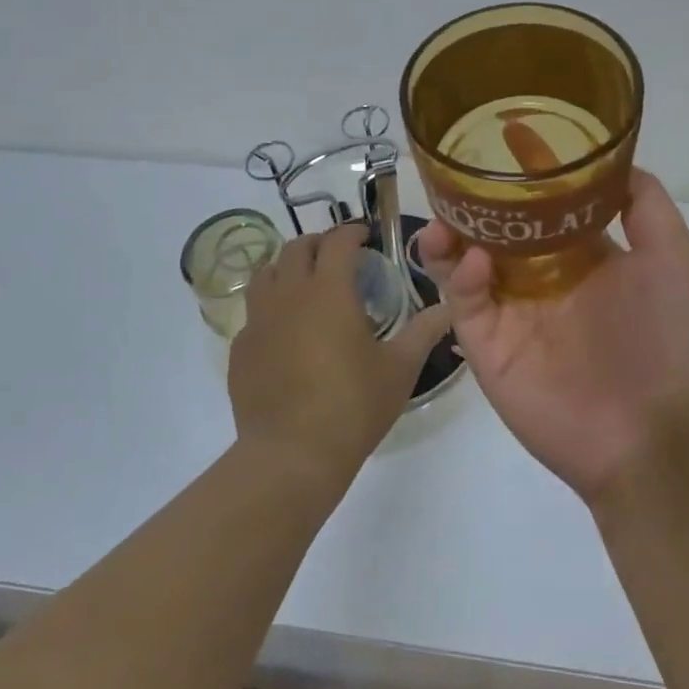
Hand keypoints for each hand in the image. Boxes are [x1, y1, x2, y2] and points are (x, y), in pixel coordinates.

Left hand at [229, 223, 450, 496]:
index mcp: (329, 290)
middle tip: (339, 257)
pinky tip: (285, 331)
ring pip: (267, 273)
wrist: (291, 456)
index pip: (338, 241)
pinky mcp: (240, 349)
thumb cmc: (352, 406)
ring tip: (307, 283)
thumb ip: (424, 331)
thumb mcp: (399, 368)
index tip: (367, 236)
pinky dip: (271, 307)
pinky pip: (254, 312)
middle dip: (320, 243)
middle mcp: (289, 293)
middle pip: (297, 247)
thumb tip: (448, 307)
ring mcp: (258, 320)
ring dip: (288, 267)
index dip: (353, 231)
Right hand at [417, 168, 688, 504]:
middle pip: (495, 228)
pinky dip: (458, 276)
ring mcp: (512, 313)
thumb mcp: (670, 256)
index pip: (544, 203)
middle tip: (454, 173)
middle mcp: (542, 279)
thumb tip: (613, 162)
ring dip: (450, 234)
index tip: (507, 131)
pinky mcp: (488, 347)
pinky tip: (472, 261)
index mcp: (582, 255)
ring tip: (444, 216)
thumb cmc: (669, 337)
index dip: (527, 168)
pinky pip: (463, 303)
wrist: (657, 433)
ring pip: (464, 262)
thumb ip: (644, 203)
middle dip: (473, 201)